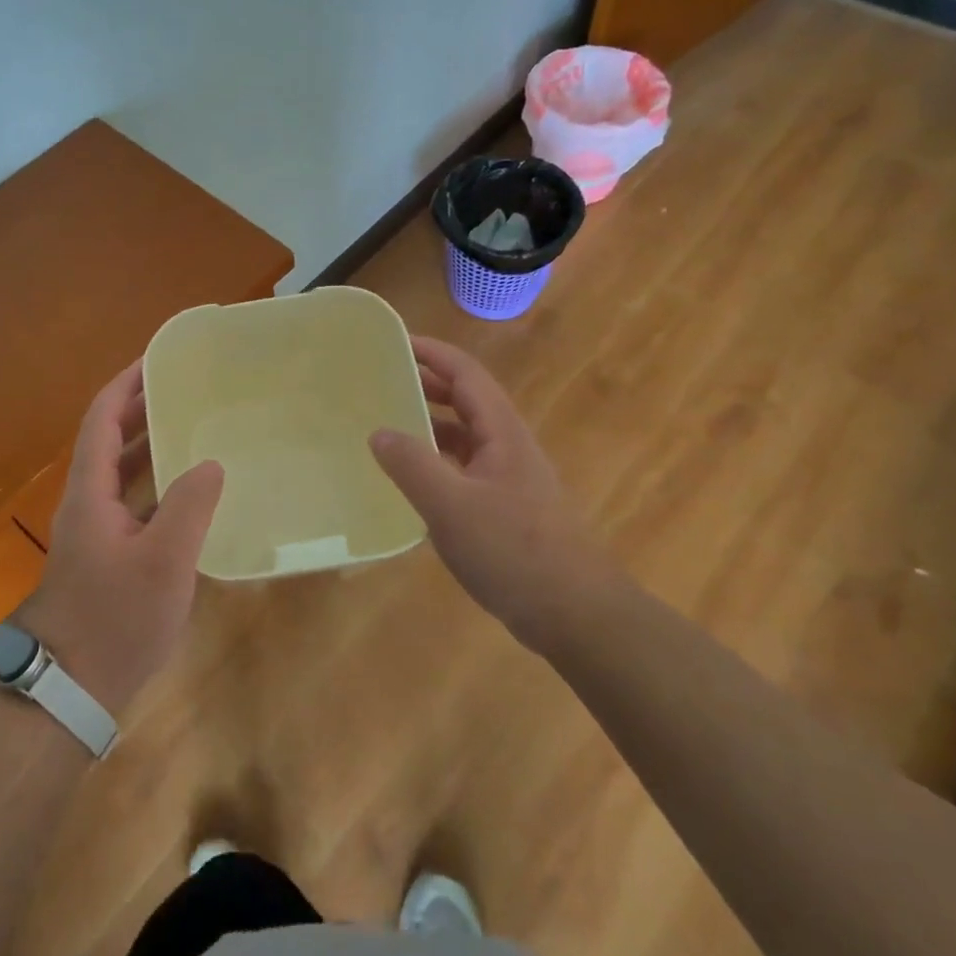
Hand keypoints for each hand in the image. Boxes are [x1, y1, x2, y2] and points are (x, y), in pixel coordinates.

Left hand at [20, 361, 224, 717]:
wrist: (73, 688)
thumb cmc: (115, 620)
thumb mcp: (164, 562)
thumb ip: (189, 507)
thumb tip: (210, 462)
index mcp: (90, 492)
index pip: (102, 418)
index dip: (126, 383)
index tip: (158, 357)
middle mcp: (87, 501)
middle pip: (109, 438)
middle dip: (141, 406)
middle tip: (185, 386)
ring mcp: (95, 529)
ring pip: (120, 470)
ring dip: (149, 442)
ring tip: (192, 423)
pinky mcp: (107, 553)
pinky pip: (133, 499)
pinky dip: (156, 481)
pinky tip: (189, 488)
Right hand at [370, 336, 621, 640]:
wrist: (576, 614)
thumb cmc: (515, 551)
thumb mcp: (451, 507)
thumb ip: (412, 465)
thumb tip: (378, 432)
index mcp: (502, 432)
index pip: (465, 373)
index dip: (431, 352)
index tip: (393, 341)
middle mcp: (508, 446)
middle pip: (465, 400)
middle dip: (426, 383)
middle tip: (380, 381)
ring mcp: (509, 479)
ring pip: (464, 436)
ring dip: (429, 424)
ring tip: (386, 424)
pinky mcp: (506, 509)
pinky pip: (464, 469)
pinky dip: (436, 462)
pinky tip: (412, 480)